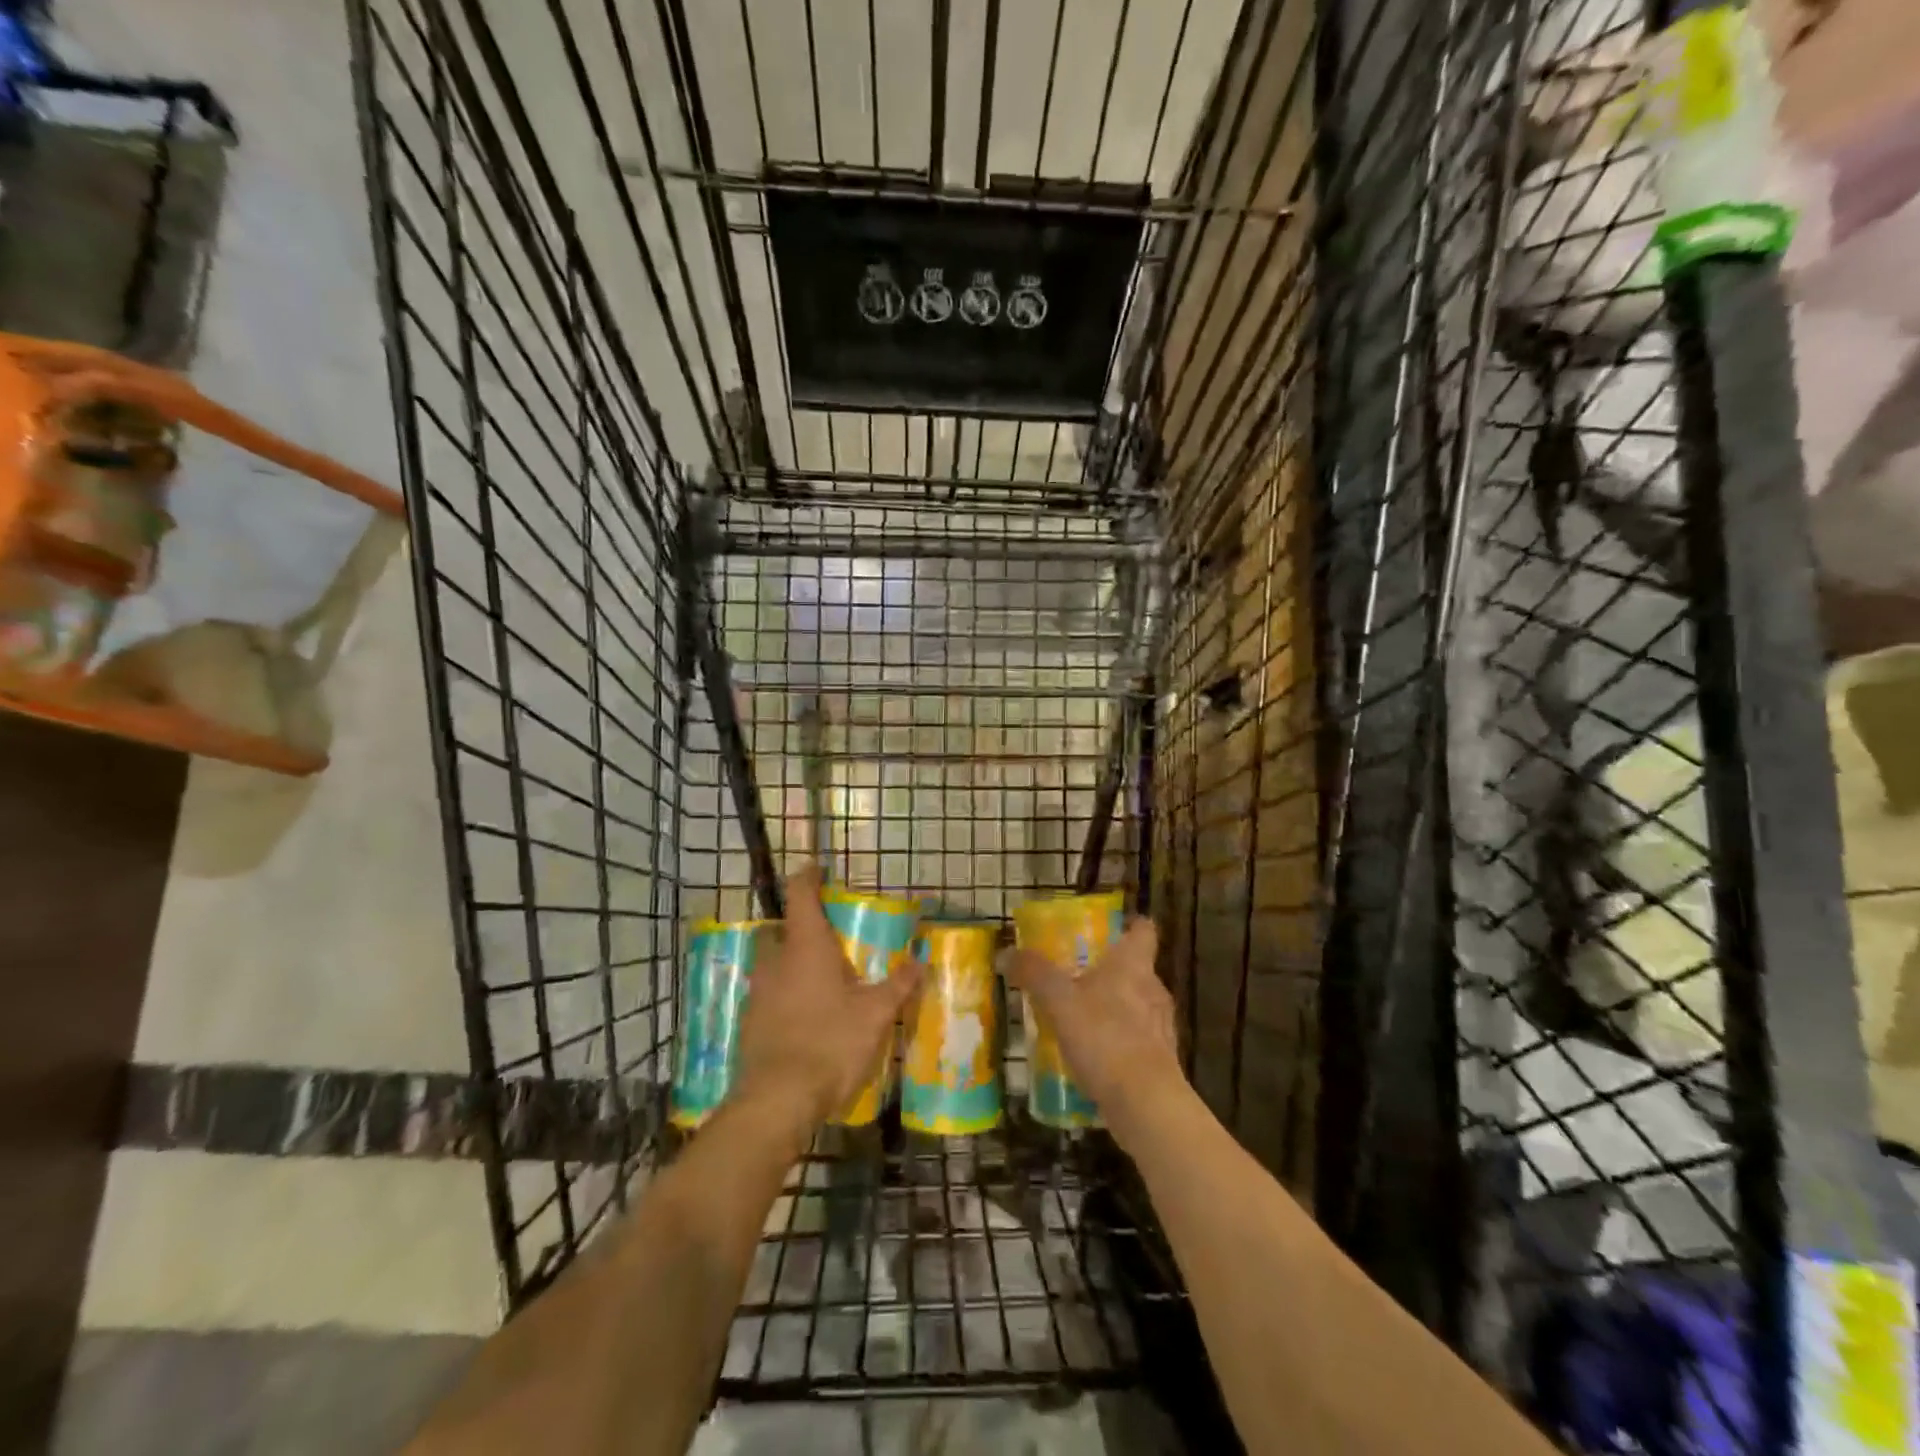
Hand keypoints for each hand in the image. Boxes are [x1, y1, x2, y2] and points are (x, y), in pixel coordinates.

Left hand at [733, 867, 921, 1133]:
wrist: (778, 1100)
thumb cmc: (830, 1042)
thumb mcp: (875, 1014)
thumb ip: (899, 984)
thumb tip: (922, 960)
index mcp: (805, 947)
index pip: (800, 894)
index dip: (808, 876)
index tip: (818, 868)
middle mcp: (775, 961)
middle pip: (779, 929)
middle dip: (798, 926)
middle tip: (826, 936)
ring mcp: (757, 993)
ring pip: (771, 963)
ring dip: (790, 962)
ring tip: (819, 978)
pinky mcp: (749, 1023)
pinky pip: (767, 994)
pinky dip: (783, 994)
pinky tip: (804, 1015)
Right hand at [1004, 918, 1187, 1147]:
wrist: (1145, 1104)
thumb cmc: (1105, 1038)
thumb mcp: (1059, 1001)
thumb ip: (1034, 974)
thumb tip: (1005, 953)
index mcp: (1133, 966)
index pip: (1143, 931)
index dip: (1131, 924)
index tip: (1114, 925)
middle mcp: (1153, 990)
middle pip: (1138, 969)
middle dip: (1112, 970)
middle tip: (1080, 972)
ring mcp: (1161, 1027)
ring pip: (1138, 1005)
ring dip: (1115, 1007)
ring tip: (1082, 1016)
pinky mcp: (1160, 1061)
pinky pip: (1138, 1040)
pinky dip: (1119, 1041)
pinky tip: (1094, 1055)